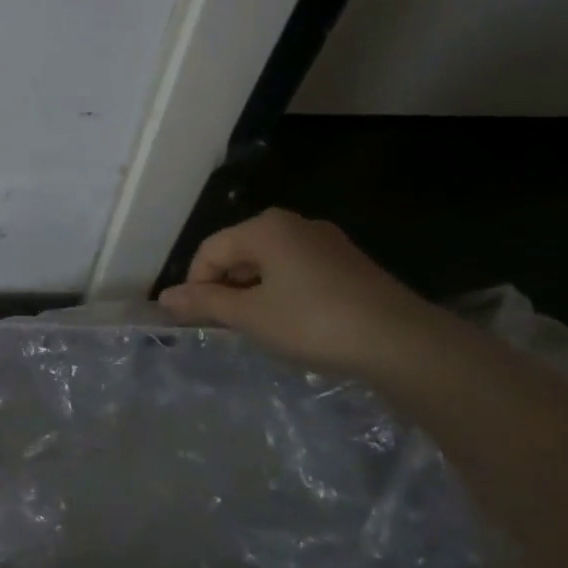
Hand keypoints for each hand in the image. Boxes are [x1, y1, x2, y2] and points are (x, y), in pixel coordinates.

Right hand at [158, 209, 449, 378]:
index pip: (211, 249)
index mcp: (265, 227)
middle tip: (226, 327)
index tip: (196, 321)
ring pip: (270, 262)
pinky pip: (298, 270)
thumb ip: (205, 303)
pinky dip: (283, 292)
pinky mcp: (349, 263)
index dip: (195, 284)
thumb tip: (164, 297)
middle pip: (240, 251)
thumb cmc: (314, 323)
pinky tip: (294, 323)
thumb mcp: (251, 317)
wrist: (403, 343)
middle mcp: (294, 224)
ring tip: (259, 328)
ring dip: (254, 292)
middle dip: (225, 287)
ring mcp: (326, 242)